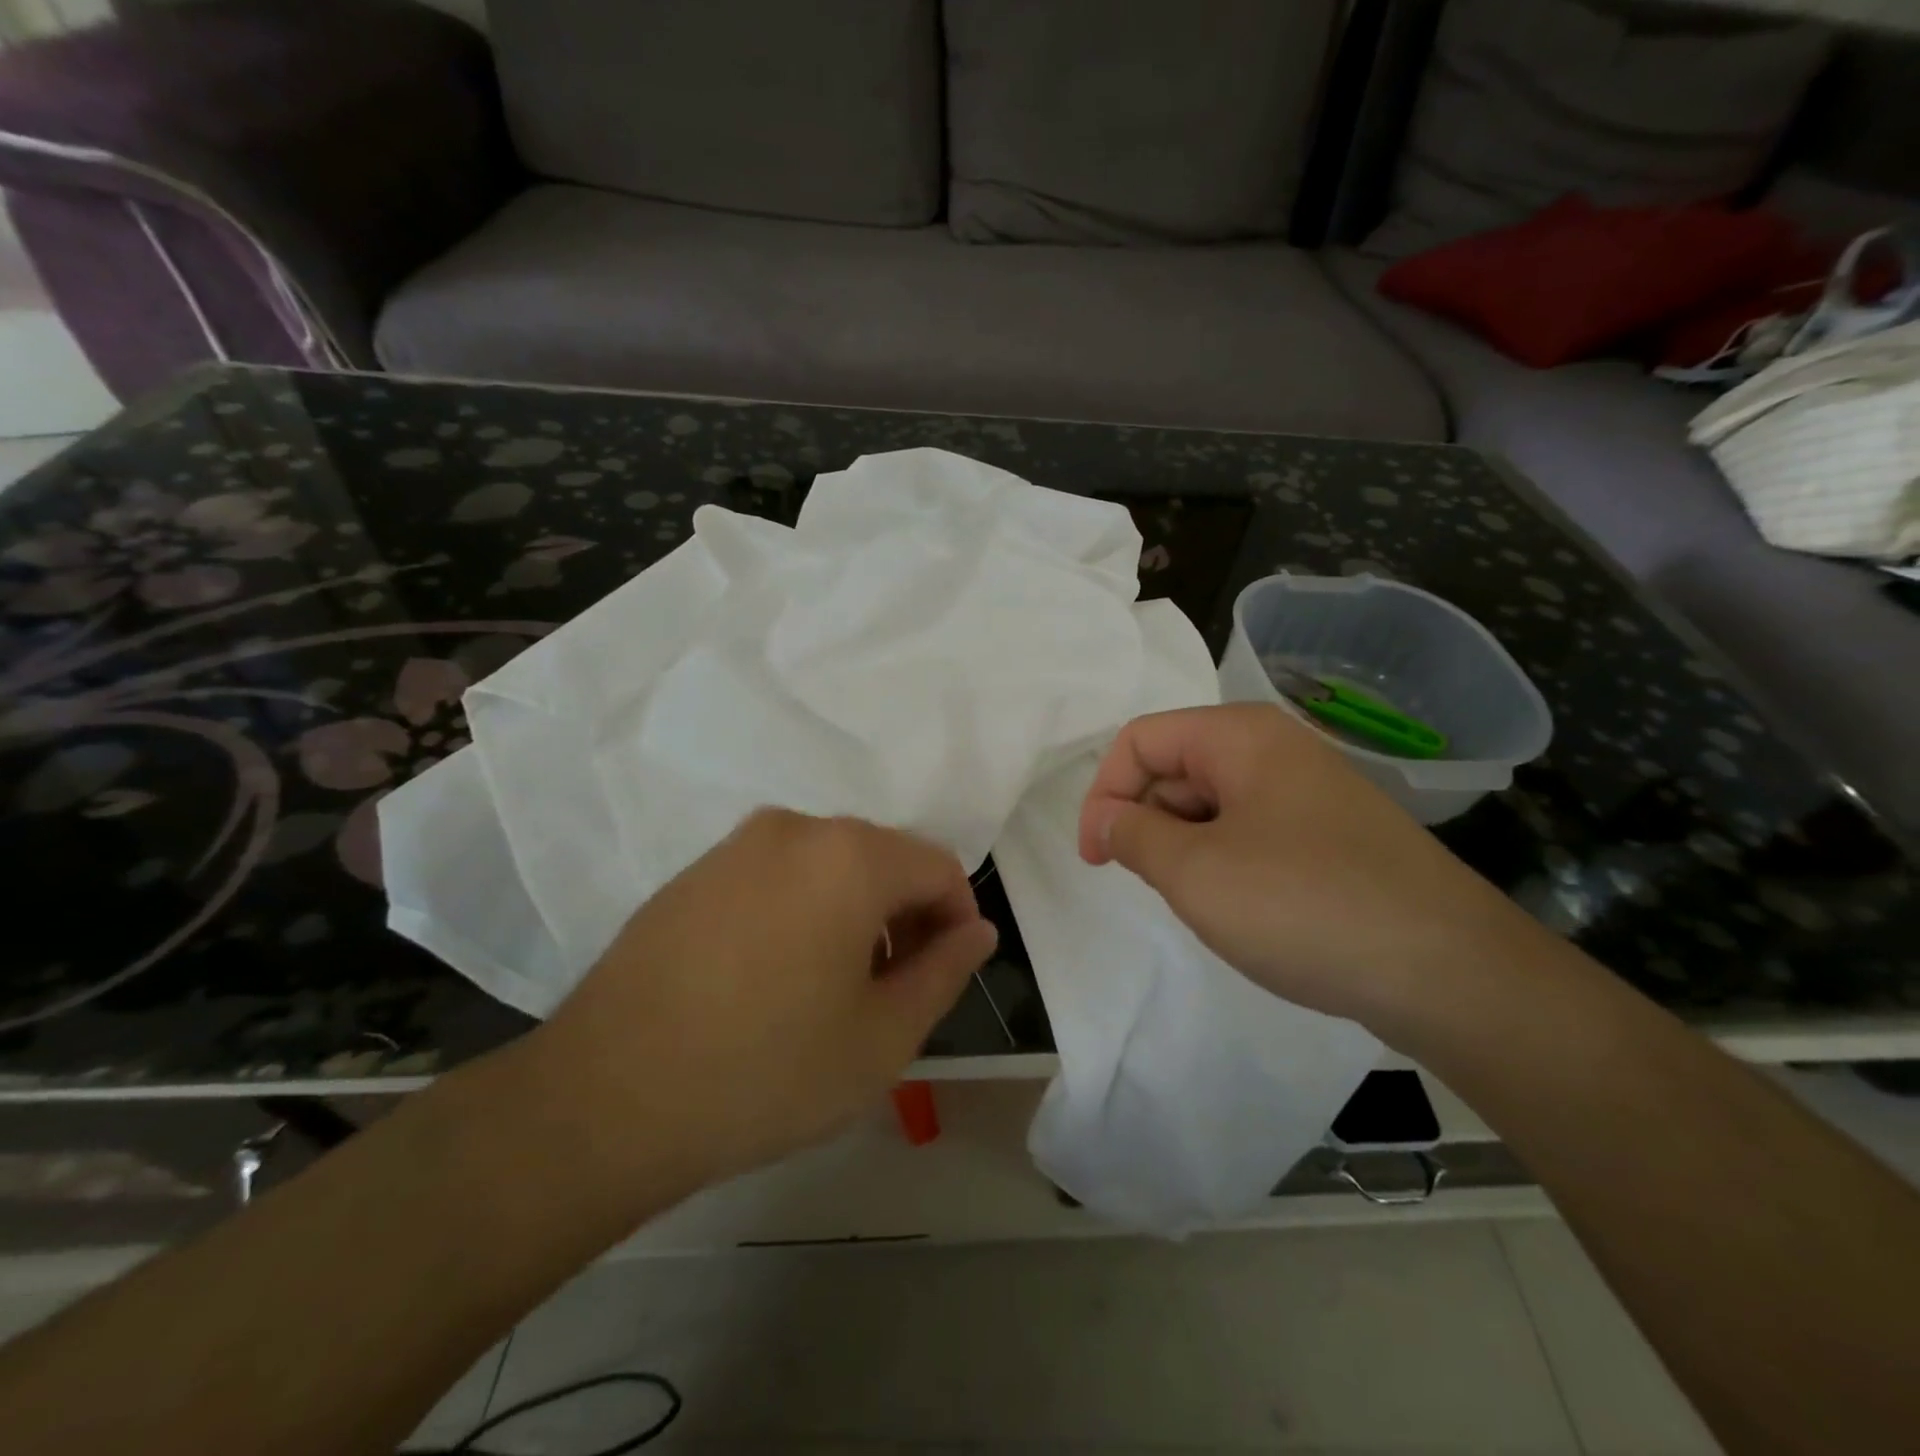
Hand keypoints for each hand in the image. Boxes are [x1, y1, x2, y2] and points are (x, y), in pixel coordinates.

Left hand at [529, 809, 996, 1199]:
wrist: (605, 1098)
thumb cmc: (767, 1070)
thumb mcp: (883, 1036)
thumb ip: (945, 971)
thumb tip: (976, 931)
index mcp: (850, 855)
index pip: (938, 866)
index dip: (957, 919)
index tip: (945, 974)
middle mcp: (795, 828)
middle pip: (883, 859)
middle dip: (905, 916)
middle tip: (895, 992)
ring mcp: (736, 845)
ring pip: (829, 866)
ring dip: (855, 914)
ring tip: (836, 990)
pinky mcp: (694, 872)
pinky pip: (777, 876)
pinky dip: (803, 911)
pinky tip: (776, 978)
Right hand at [1078, 704, 1527, 1029]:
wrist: (1449, 972)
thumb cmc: (1304, 906)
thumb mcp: (1196, 873)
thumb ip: (1135, 835)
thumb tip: (1108, 818)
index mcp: (1240, 736)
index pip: (1141, 740)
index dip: (1104, 793)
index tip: (1096, 858)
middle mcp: (1275, 749)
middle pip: (1176, 767)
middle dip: (1147, 821)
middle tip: (1150, 884)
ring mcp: (1308, 793)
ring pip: (1212, 805)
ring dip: (1184, 847)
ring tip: (1198, 901)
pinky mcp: (1329, 836)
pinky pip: (1251, 832)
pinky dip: (1224, 862)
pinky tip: (1240, 908)